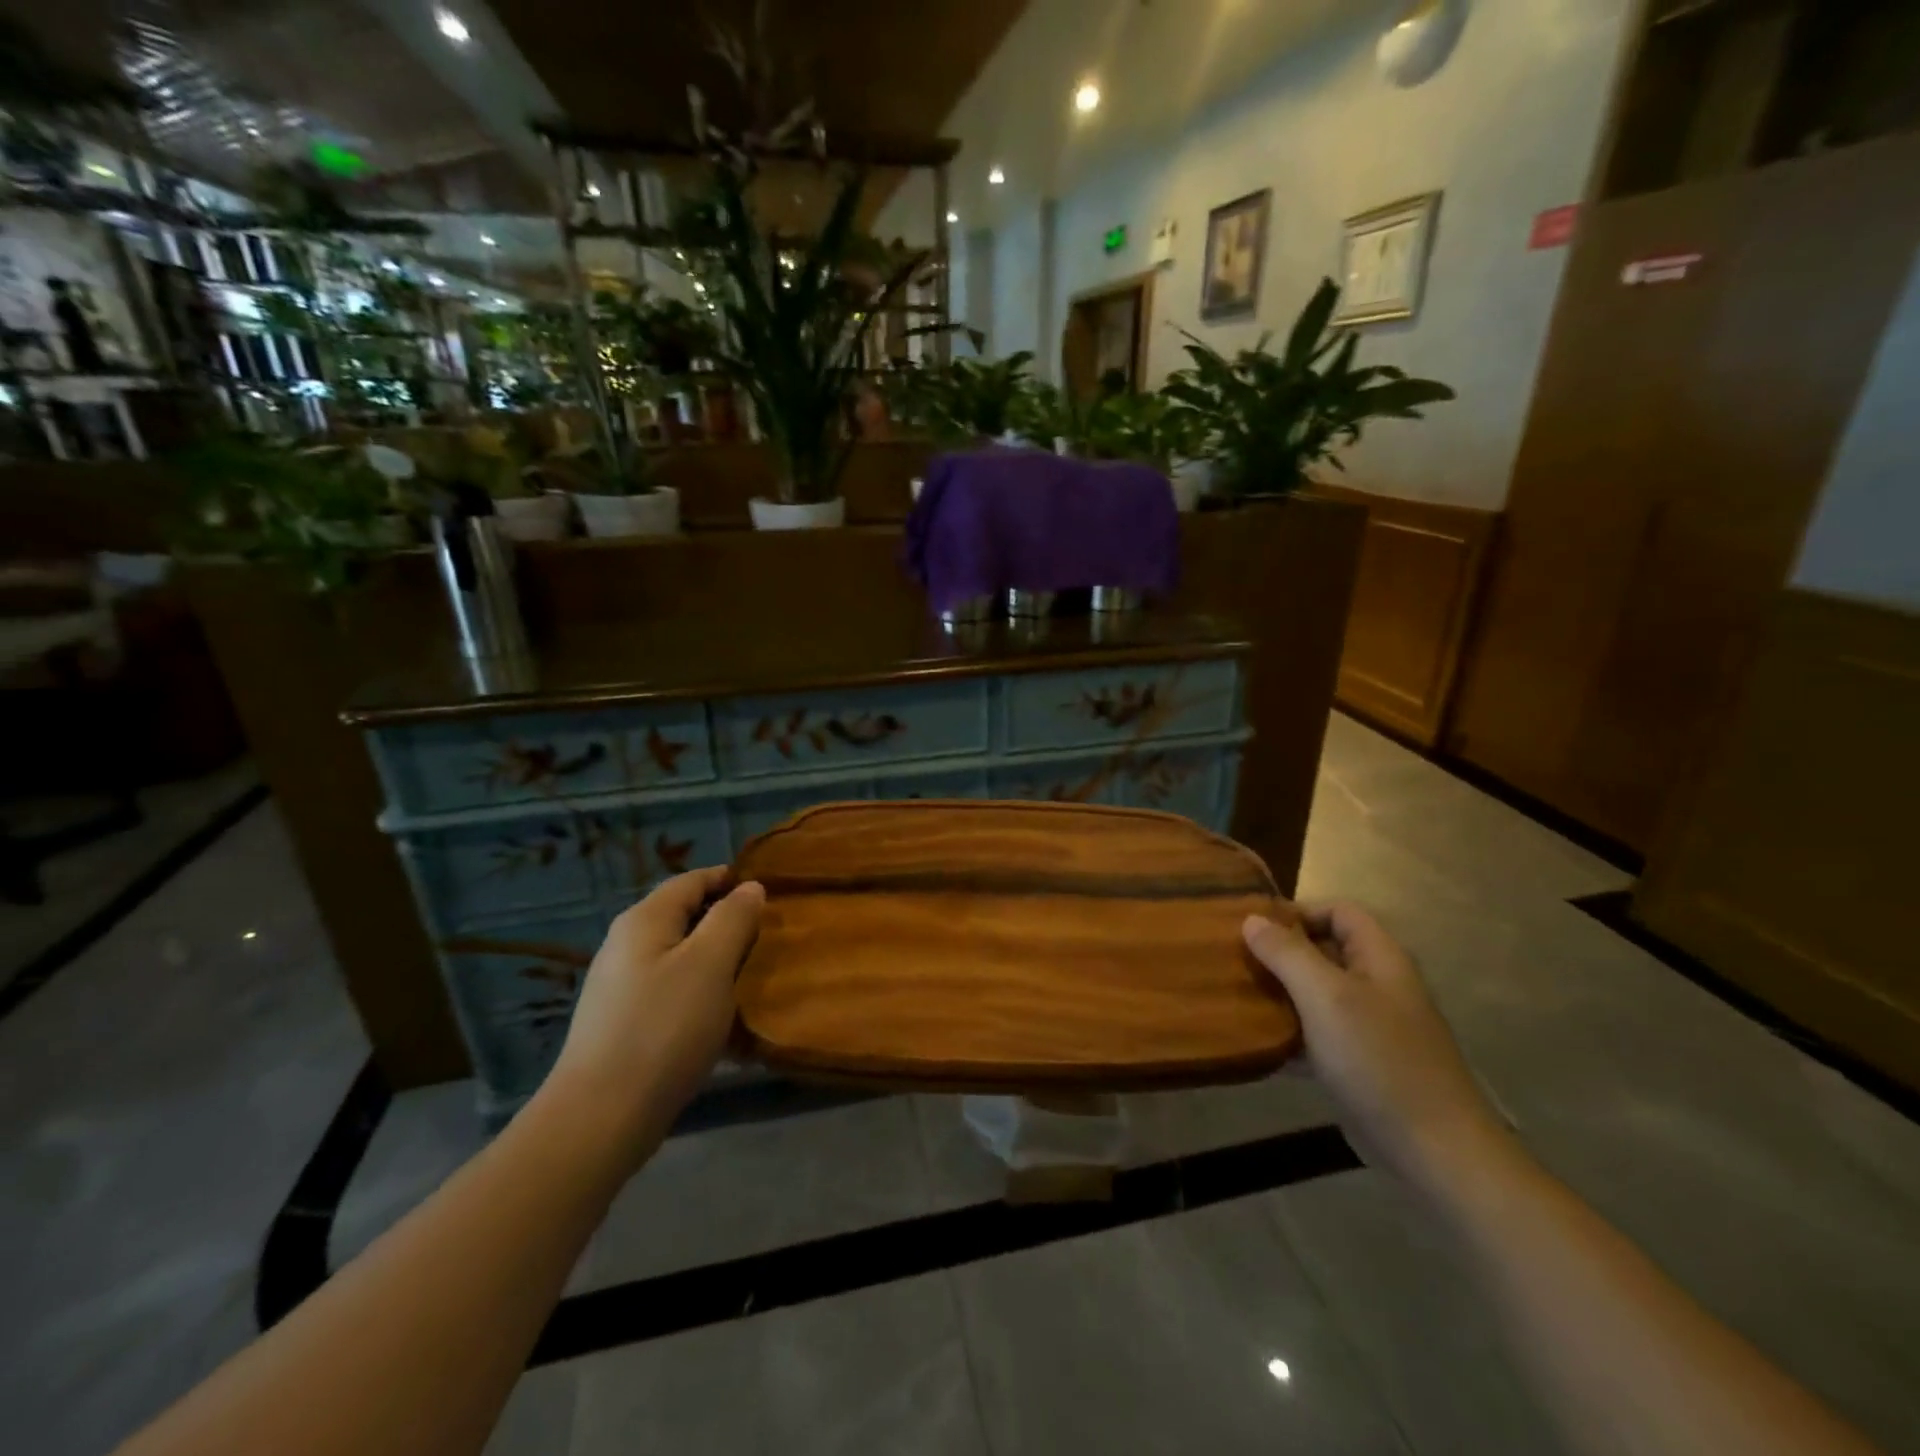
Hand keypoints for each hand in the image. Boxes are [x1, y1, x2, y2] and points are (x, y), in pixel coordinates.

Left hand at [548, 867, 763, 1154]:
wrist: (602, 1117)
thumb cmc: (664, 1028)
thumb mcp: (710, 964)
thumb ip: (733, 918)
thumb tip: (750, 887)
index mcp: (644, 920)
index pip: (691, 880)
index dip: (730, 879)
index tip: (770, 893)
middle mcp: (626, 945)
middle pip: (684, 917)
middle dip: (727, 921)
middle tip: (768, 938)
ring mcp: (621, 986)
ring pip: (680, 956)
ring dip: (716, 959)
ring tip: (752, 976)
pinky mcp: (624, 1023)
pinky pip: (671, 990)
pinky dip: (700, 992)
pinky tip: (721, 1017)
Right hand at [1244, 902, 1511, 1196]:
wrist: (1434, 1151)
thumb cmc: (1378, 1060)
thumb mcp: (1325, 996)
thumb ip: (1287, 953)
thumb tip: (1251, 919)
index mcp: (1379, 958)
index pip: (1338, 911)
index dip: (1297, 912)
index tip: (1253, 928)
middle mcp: (1377, 985)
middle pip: (1324, 951)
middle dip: (1280, 953)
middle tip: (1235, 961)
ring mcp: (1371, 1026)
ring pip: (1316, 994)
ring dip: (1280, 994)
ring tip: (1236, 997)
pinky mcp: (1360, 1063)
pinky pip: (1317, 1034)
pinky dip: (1289, 1034)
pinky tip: (1256, 1043)